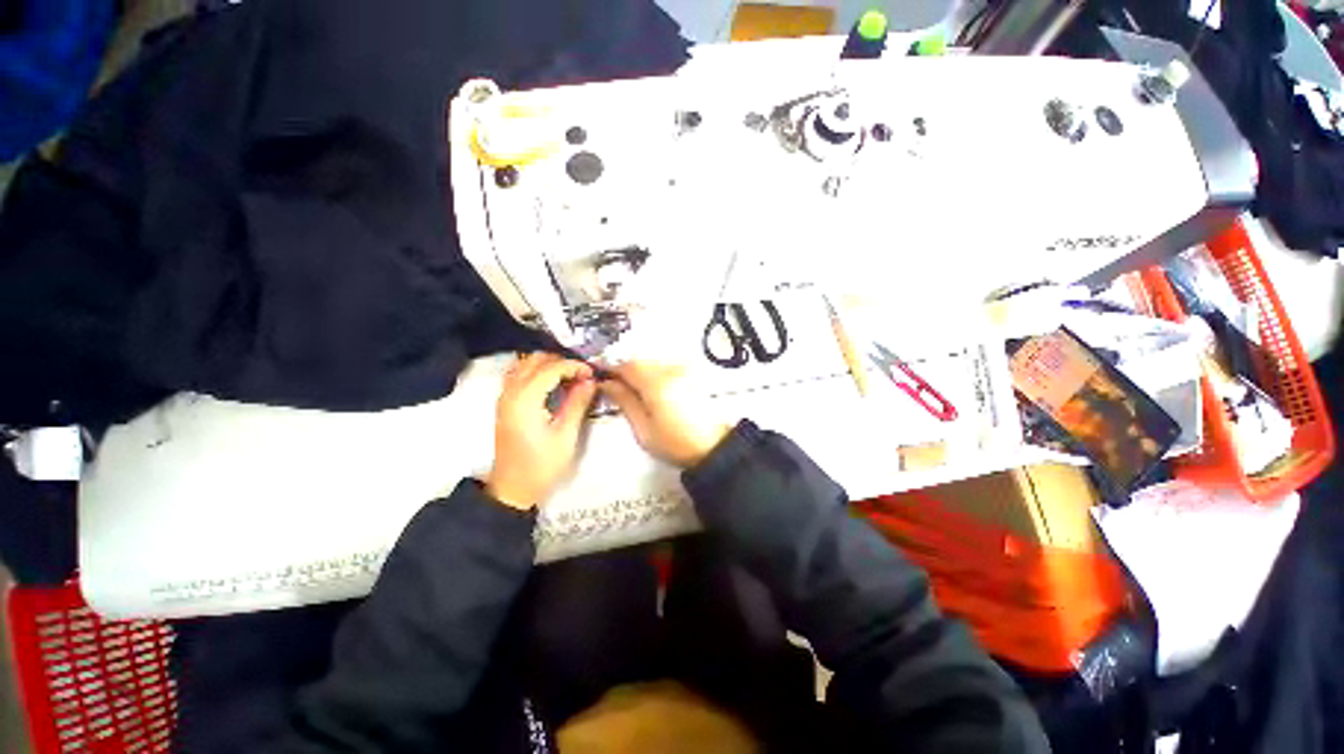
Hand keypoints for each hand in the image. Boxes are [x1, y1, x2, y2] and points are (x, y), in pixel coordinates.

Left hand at [484, 353, 596, 509]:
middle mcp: (511, 392)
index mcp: (525, 400)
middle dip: (561, 362)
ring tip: (570, 378)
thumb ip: (577, 404)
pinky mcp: (504, 403)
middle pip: (536, 359)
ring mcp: (504, 396)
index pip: (551, 368)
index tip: (592, 374)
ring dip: (549, 365)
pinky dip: (537, 371)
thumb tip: (590, 381)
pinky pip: (519, 374)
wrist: (513, 490)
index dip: (574, 366)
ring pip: (525, 364)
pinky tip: (553, 384)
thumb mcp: (566, 436)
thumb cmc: (542, 466)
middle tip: (582, 375)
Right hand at [599, 362, 731, 467]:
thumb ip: (624, 401)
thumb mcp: (643, 428)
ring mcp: (683, 370)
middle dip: (624, 372)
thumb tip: (608, 384)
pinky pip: (664, 367)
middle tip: (614, 387)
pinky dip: (653, 374)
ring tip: (633, 392)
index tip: (600, 377)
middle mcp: (670, 370)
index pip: (626, 366)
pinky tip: (651, 391)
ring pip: (651, 363)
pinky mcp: (691, 374)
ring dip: (638, 373)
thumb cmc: (676, 443)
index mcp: (656, 383)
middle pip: (639, 362)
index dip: (610, 369)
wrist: (713, 447)